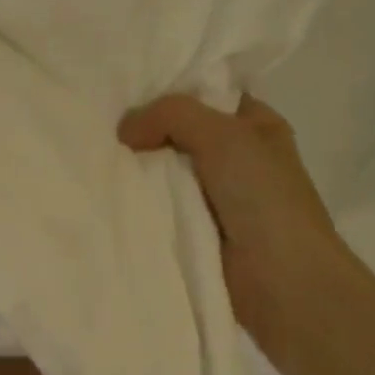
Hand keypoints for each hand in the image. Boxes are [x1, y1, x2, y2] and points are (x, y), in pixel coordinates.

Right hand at [119, 93, 341, 359]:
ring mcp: (215, 199)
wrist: (281, 283)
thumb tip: (125, 130)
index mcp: (256, 128)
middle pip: (179, 134)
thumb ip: (172, 115)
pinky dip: (138, 203)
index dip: (169, 91)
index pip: (207, 96)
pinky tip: (107, 195)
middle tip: (99, 127)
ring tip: (93, 159)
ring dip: (136, 171)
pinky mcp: (194, 232)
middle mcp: (237, 159)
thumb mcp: (224, 136)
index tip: (124, 92)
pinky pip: (159, 207)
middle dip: (144, 132)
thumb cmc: (264, 199)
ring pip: (164, 172)